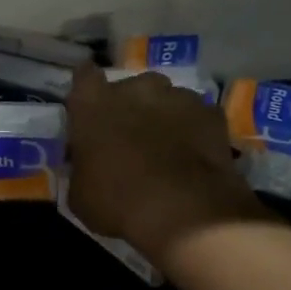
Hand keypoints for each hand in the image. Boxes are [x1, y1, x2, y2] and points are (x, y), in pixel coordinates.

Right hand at [65, 65, 273, 266]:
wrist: (184, 213)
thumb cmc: (117, 202)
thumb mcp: (79, 194)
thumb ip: (82, 167)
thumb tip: (87, 165)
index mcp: (92, 103)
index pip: (84, 75)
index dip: (88, 88)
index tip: (91, 105)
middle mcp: (134, 88)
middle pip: (131, 86)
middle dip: (131, 105)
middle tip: (132, 135)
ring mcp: (177, 96)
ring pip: (168, 98)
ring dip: (164, 115)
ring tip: (168, 146)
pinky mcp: (211, 113)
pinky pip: (199, 116)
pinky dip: (196, 129)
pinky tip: (196, 154)